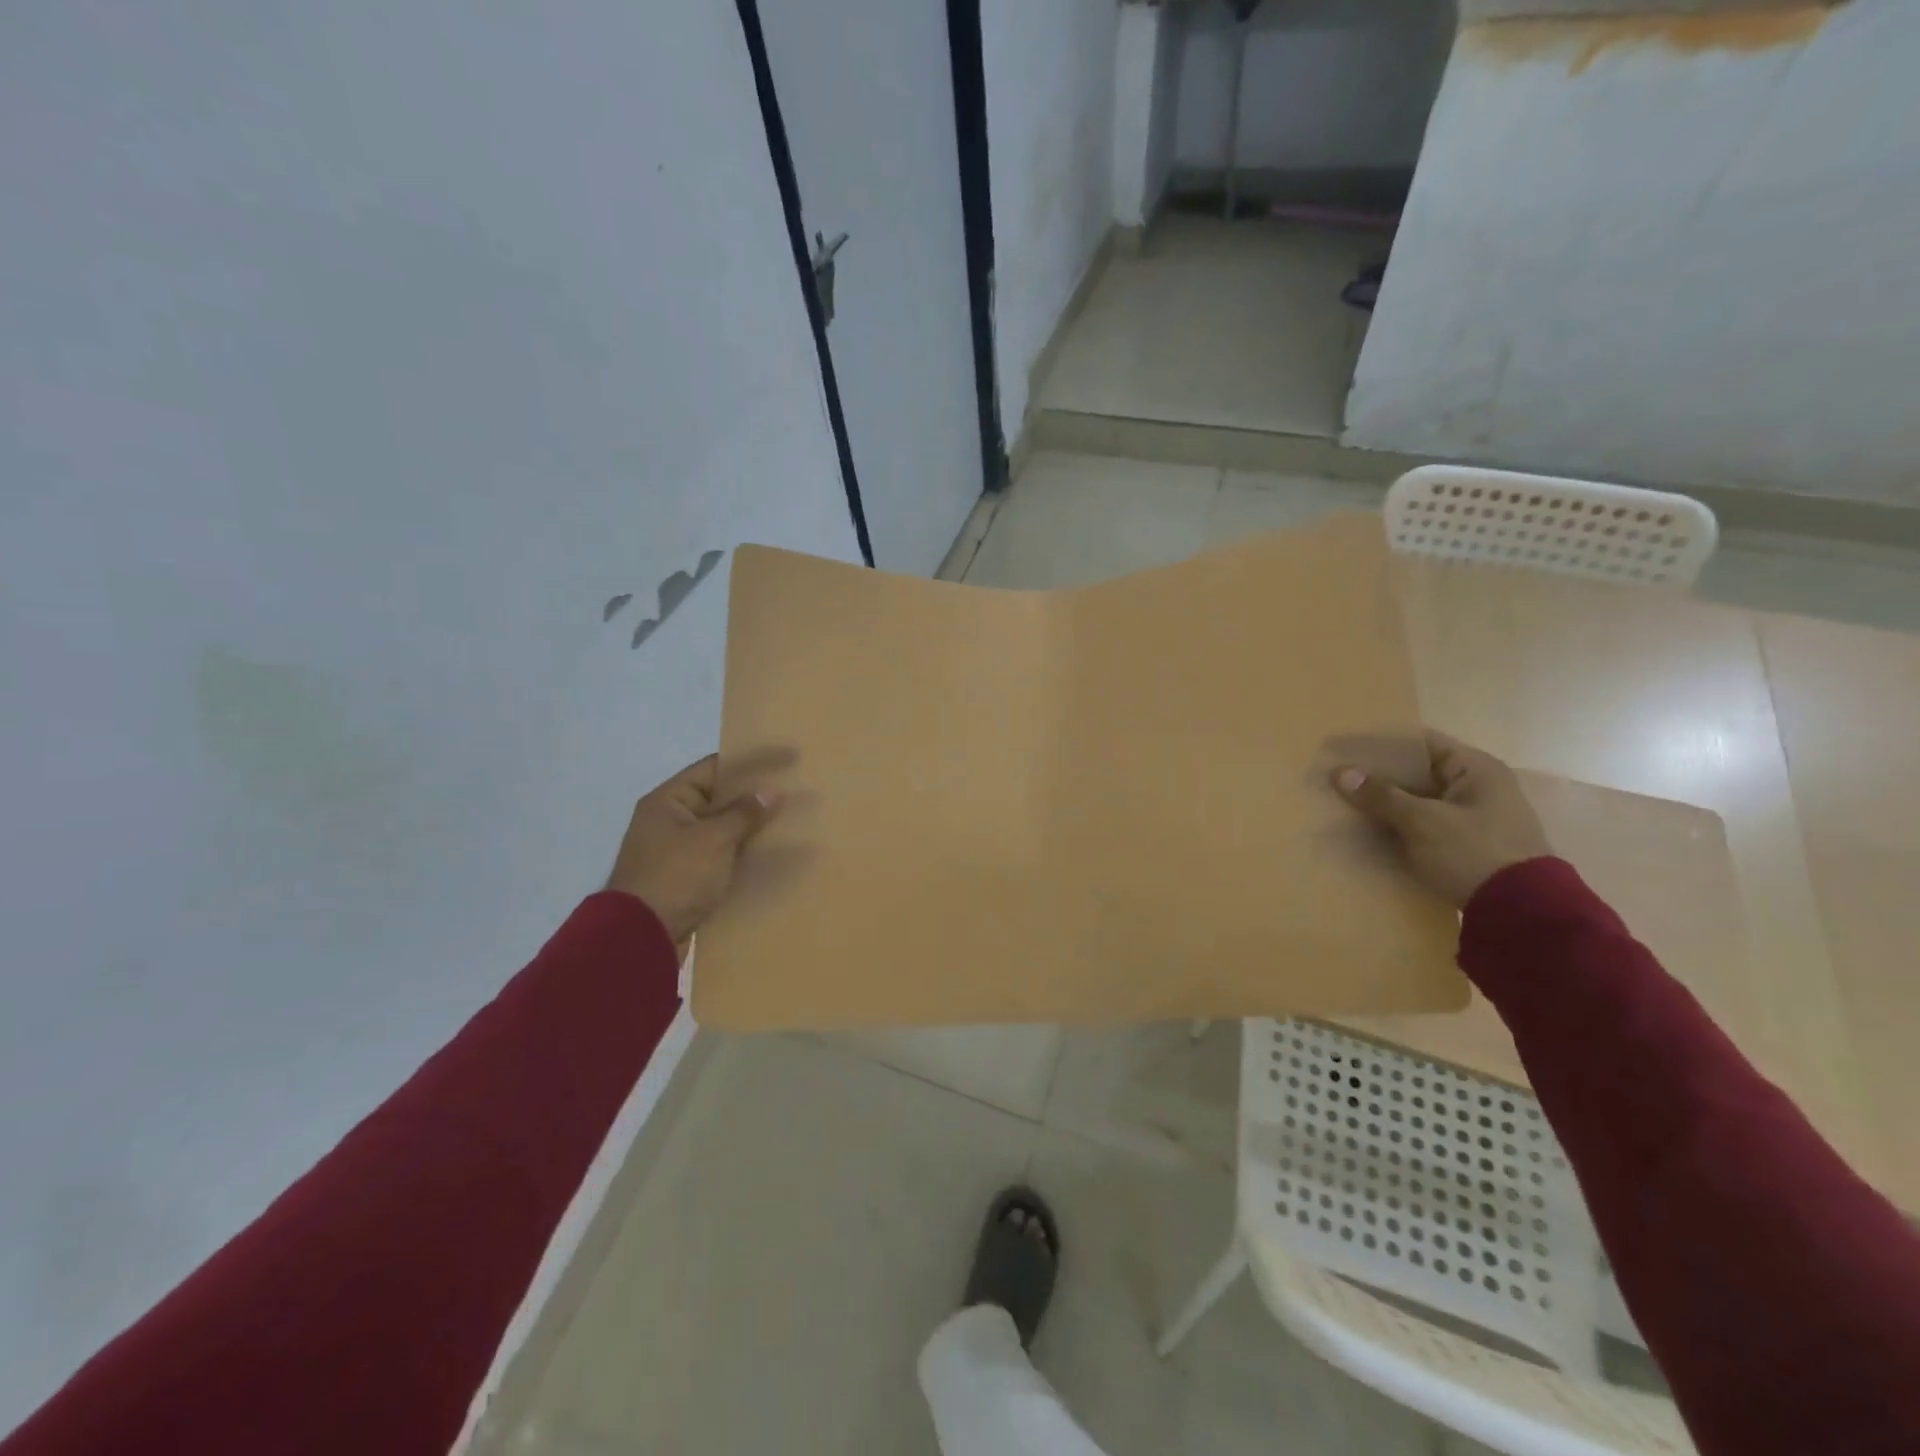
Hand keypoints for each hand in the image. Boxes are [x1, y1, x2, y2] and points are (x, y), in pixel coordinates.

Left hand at [608, 755, 779, 946]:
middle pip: (719, 798)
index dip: (751, 762)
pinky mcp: (687, 878)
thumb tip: (770, 792)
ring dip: (751, 827)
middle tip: (794, 790)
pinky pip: (721, 855)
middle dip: (754, 796)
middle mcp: (670, 820)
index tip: (785, 760)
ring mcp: (677, 851)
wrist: (640, 937)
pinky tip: (771, 855)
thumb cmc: (676, 876)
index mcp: (668, 800)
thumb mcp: (713, 839)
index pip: (714, 768)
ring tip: (790, 821)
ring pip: (722, 829)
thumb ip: (744, 813)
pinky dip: (743, 853)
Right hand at [1331, 732, 1551, 907]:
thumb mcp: (1422, 821)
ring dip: (1386, 806)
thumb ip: (1381, 795)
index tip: (1345, 749)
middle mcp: (1477, 787)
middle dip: (1378, 778)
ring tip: (1344, 805)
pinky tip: (1367, 833)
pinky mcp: (1467, 846)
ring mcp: (1474, 818)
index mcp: (1475, 768)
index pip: (1421, 743)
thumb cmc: (1473, 852)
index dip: (1382, 744)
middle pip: (1417, 773)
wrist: (1521, 913)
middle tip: (1337, 779)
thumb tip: (1340, 772)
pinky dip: (1399, 827)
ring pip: (1417, 802)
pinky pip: (1423, 827)